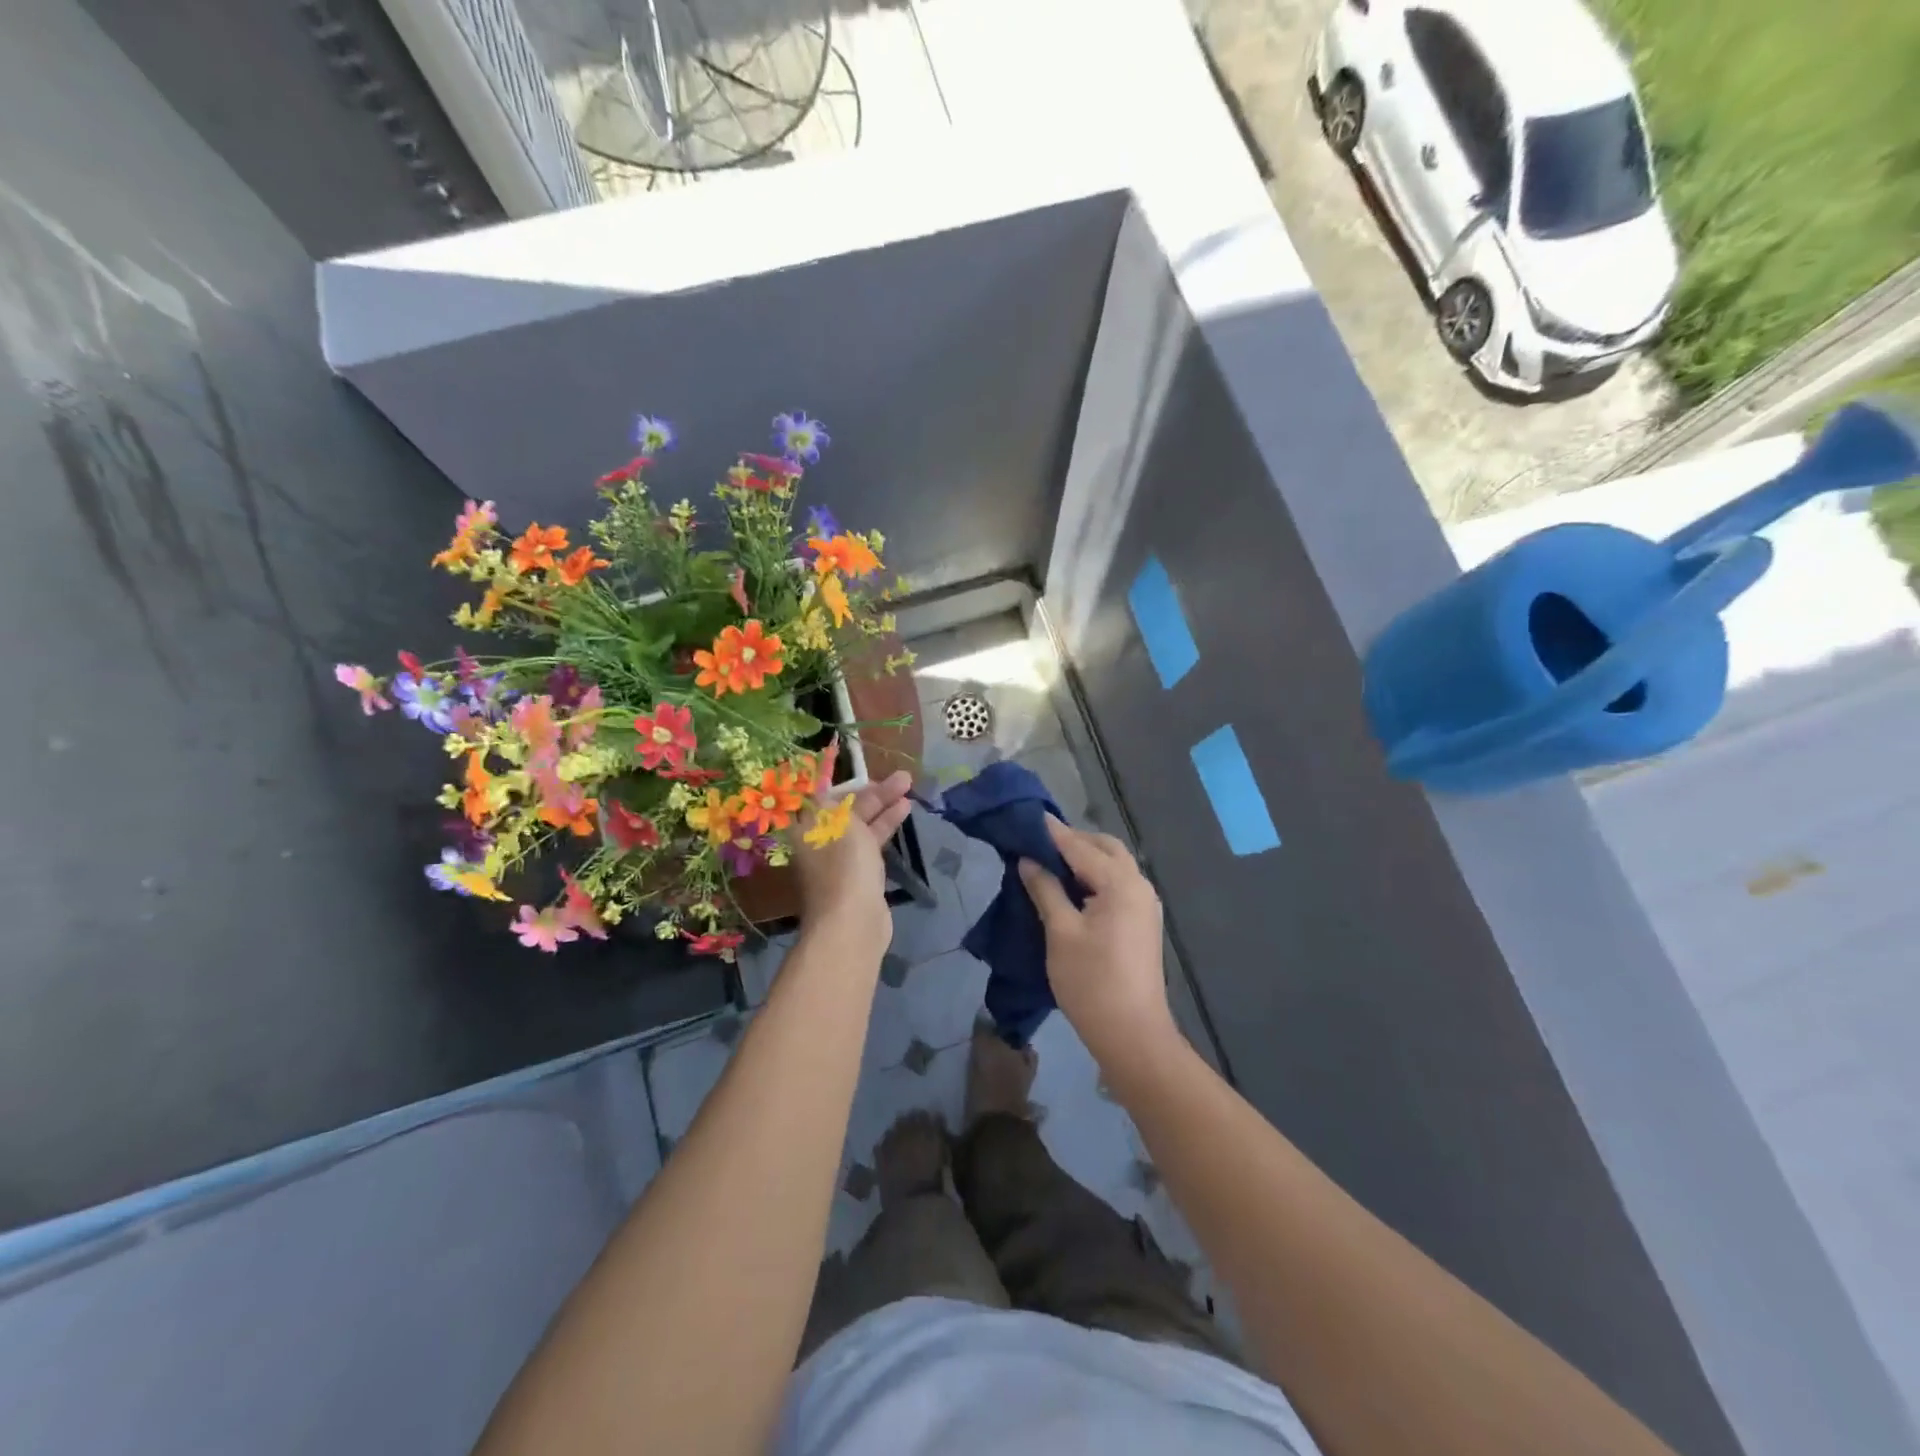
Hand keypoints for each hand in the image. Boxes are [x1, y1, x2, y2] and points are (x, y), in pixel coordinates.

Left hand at [793, 769, 913, 950]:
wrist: (852, 922)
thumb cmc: (843, 865)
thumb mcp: (842, 823)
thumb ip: (843, 802)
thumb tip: (829, 789)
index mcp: (806, 827)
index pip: (823, 794)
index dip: (847, 780)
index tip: (869, 769)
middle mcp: (819, 840)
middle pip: (847, 809)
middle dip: (874, 792)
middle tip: (903, 777)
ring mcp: (840, 859)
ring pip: (863, 825)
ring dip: (885, 807)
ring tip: (910, 790)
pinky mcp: (859, 874)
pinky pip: (872, 842)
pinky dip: (886, 826)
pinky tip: (904, 813)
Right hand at [1019, 817, 1177, 1066]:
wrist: (1132, 1034)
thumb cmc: (1091, 982)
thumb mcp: (1060, 932)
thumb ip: (1045, 890)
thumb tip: (1028, 861)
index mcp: (1121, 884)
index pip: (1080, 847)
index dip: (1053, 833)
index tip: (1029, 816)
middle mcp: (1139, 885)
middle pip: (1105, 848)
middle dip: (1074, 841)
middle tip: (1039, 843)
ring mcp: (1145, 905)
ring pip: (1114, 865)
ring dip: (1086, 858)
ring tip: (1051, 863)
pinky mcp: (1143, 922)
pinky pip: (1118, 884)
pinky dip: (1096, 876)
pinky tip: (1073, 888)